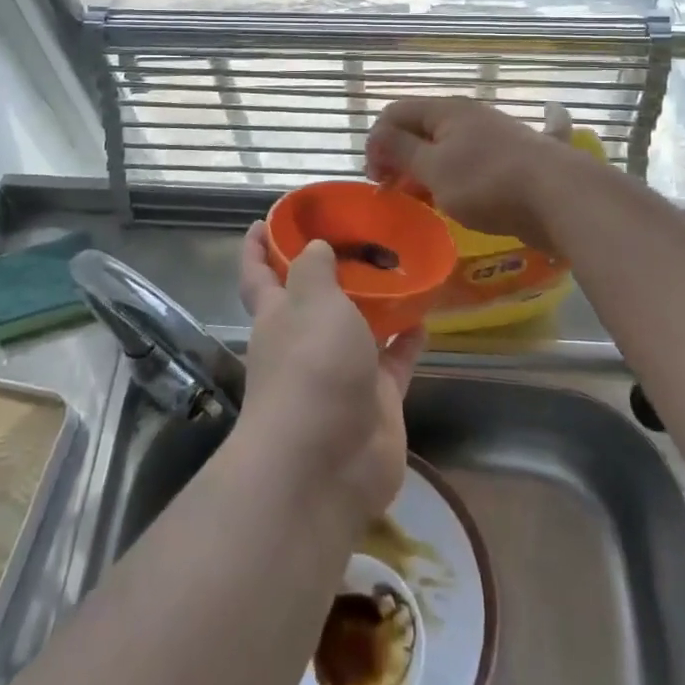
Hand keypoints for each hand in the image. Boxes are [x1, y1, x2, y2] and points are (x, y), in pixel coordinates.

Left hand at [236, 222, 424, 526]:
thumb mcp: (310, 303)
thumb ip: (314, 270)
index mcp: (277, 316)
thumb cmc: (310, 368)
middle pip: (314, 298)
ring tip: (401, 265)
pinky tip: (426, 315)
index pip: (259, 274)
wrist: (326, 463)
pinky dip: (408, 339)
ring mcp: (342, 373)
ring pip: (359, 328)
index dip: (257, 248)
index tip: (264, 220)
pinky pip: (395, 360)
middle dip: (329, 269)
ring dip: (376, 302)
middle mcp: (305, 342)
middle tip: (361, 233)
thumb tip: (314, 247)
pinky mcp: (376, 400)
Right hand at [364, 97, 578, 253]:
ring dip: (428, 171)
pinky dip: (456, 177)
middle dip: (400, 158)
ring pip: (446, 148)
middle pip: (421, 129)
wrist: (560, 196)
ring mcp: (493, 136)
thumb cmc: (487, 182)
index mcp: (446, 110)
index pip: (395, 113)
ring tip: (426, 200)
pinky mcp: (511, 161)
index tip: (376, 181)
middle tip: (396, 193)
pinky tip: (459, 198)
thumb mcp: (433, 169)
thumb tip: (378, 136)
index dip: (376, 143)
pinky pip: (472, 164)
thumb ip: (401, 150)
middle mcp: (468, 116)